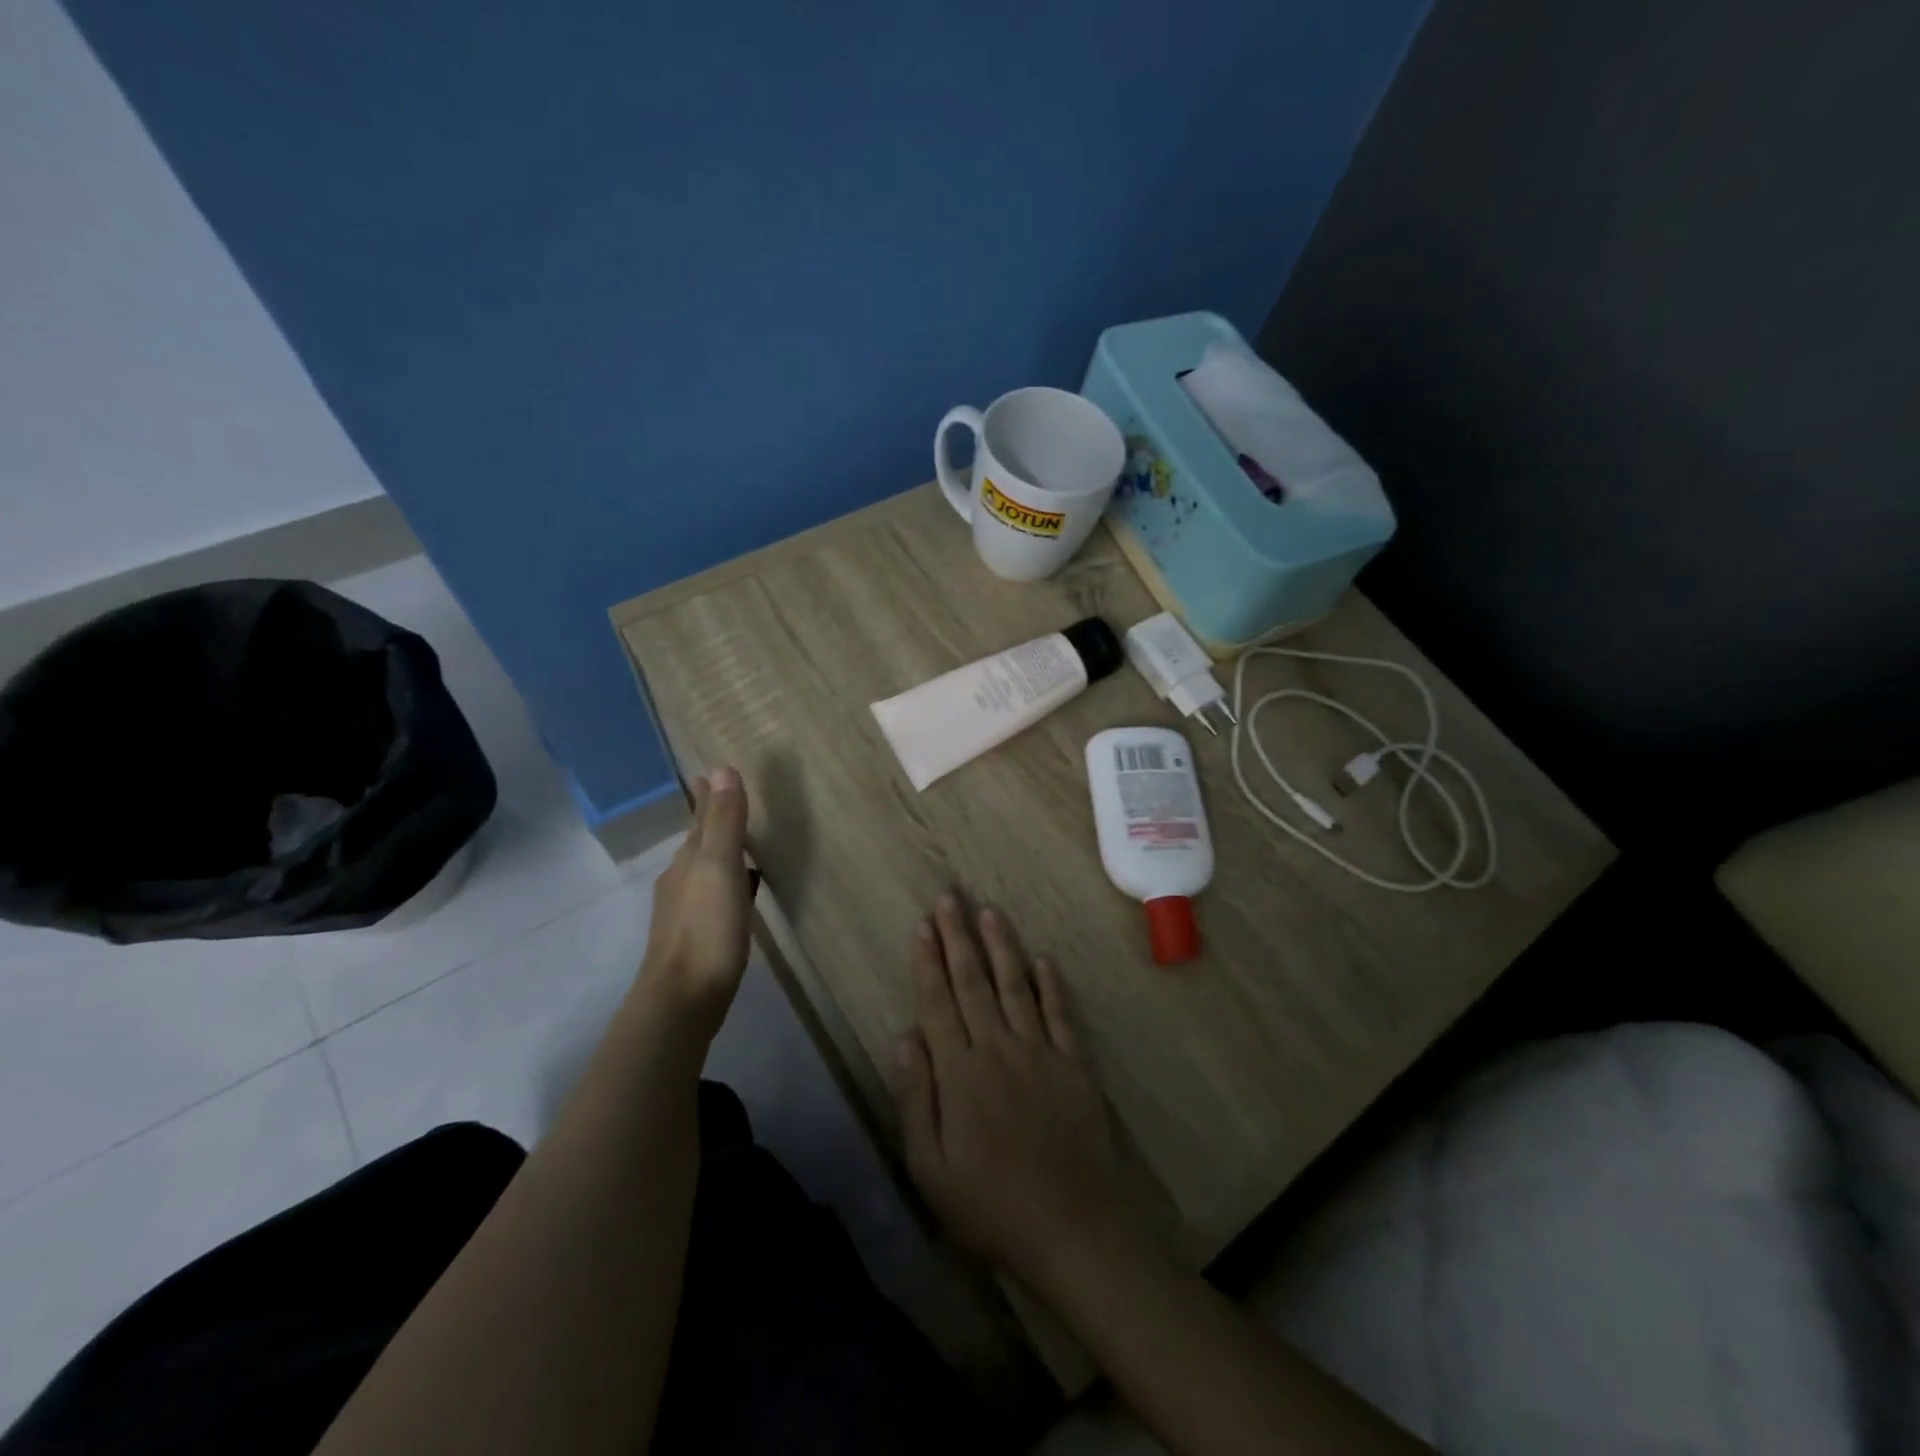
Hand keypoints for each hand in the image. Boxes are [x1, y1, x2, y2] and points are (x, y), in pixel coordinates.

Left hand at [635, 766, 753, 1038]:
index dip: (708, 797)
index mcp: (689, 861)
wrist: (682, 999)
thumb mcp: (720, 868)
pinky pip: (712, 897)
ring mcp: (684, 911)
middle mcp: (681, 880)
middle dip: (708, 820)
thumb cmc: (706, 930)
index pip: (701, 819)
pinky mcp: (695, 938)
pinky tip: (738, 895)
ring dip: (717, 852)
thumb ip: (723, 822)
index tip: (708, 774)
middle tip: (720, 798)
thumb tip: (721, 768)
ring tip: (735, 843)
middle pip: (698, 842)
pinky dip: (726, 884)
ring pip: (703, 870)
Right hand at [891, 894, 1137, 1287]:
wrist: (1074, 1229)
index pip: (938, 1003)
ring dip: (1001, 946)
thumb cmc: (991, 1207)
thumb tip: (903, 1037)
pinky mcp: (1074, 1065)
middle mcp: (998, 1048)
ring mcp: (1041, 1052)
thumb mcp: (931, 1168)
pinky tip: (1043, 959)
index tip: (922, 925)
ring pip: (1015, 986)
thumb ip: (915, 1098)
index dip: (928, 962)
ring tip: (989, 911)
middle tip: (949, 897)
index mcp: (960, 1072)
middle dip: (958, 937)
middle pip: (973, 983)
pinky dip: (1051, 985)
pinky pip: (1060, 1014)